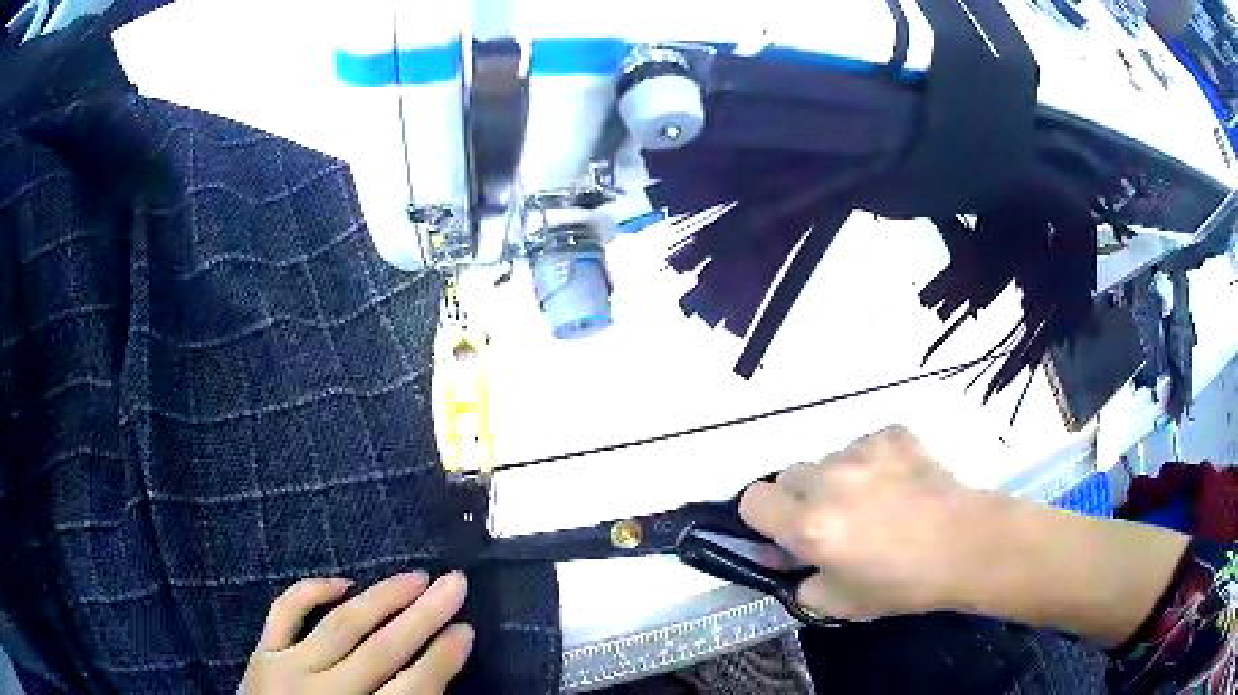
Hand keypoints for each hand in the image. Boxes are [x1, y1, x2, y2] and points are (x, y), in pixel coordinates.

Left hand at [240, 572, 473, 693]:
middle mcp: (325, 694)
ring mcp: (288, 670)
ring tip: (415, 576)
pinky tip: (342, 581)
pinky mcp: (262, 655)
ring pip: (340, 625)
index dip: (442, 660)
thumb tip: (435, 677)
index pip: (413, 690)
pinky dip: (311, 591)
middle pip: (382, 651)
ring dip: (381, 598)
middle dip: (424, 617)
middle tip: (455, 583)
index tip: (467, 630)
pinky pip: (284, 612)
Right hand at [740, 425, 985, 620]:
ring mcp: (862, 451)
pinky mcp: (892, 434)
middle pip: (787, 475)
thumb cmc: (903, 584)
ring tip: (873, 503)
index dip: (763, 518)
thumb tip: (784, 559)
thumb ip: (799, 582)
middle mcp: (828, 481)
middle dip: (799, 499)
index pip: (752, 499)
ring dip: (835, 480)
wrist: (966, 545)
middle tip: (831, 521)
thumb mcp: (839, 603)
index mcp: (810, 526)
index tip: (784, 533)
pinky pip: (864, 445)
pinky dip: (871, 463)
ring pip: (826, 459)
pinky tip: (897, 484)